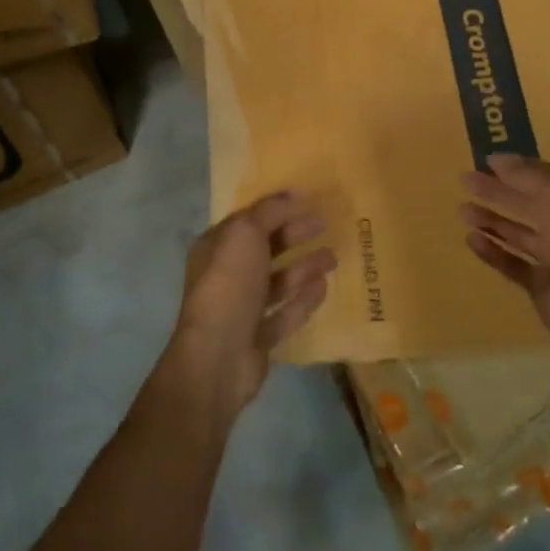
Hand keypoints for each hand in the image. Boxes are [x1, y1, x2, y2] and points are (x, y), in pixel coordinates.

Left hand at [171, 192, 336, 417]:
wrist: (218, 356)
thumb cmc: (229, 284)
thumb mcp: (245, 234)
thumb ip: (269, 212)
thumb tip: (294, 194)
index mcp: (216, 247)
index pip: (249, 219)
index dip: (277, 208)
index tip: (309, 199)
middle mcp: (226, 275)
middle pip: (265, 248)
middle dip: (294, 234)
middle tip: (325, 223)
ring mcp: (242, 308)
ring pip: (278, 281)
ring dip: (304, 267)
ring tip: (333, 256)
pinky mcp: (258, 338)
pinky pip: (285, 313)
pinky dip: (303, 299)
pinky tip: (325, 286)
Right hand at [459, 155, 549, 350]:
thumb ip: (525, 176)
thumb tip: (497, 159)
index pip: (548, 178)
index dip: (519, 168)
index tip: (487, 161)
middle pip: (529, 204)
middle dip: (498, 192)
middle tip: (466, 180)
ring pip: (519, 234)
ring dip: (492, 221)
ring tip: (462, 210)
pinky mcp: (542, 286)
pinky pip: (513, 264)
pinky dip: (493, 252)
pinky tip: (471, 239)